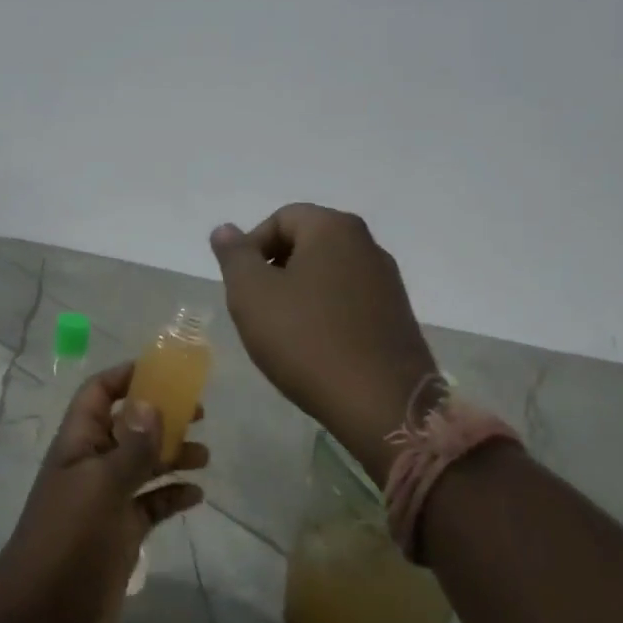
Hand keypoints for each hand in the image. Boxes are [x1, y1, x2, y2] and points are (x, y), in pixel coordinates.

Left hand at [0, 362, 206, 622]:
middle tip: (200, 413)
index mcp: (78, 444)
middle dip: (161, 416)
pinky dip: (172, 495)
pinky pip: (151, 504)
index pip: (98, 394)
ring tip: (205, 455)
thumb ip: (131, 446)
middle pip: (128, 426)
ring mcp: (107, 501)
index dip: (126, 377)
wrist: (43, 621)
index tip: (165, 371)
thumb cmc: (68, 542)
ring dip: (172, 455)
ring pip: (144, 465)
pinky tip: (197, 495)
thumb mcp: (101, 487)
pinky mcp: (121, 533)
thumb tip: (151, 401)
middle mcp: (92, 465)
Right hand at [210, 204, 436, 480]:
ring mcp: (387, 281)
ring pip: (328, 273)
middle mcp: (367, 244)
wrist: (381, 404)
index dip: (251, 247)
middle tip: (256, 308)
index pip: (281, 218)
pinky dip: (326, 313)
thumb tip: (225, 229)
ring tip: (282, 331)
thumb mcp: (252, 294)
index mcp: (334, 228)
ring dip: (299, 293)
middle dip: (275, 269)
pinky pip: (350, 300)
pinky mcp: (397, 315)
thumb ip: (235, 256)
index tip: (239, 285)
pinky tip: (314, 347)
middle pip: (307, 242)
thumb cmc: (306, 340)